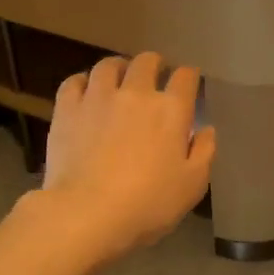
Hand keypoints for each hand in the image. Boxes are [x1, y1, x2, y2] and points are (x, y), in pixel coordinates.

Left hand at [38, 52, 215, 260]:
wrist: (87, 213)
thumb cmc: (148, 203)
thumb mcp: (192, 185)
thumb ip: (204, 152)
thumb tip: (206, 129)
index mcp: (171, 110)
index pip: (185, 77)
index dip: (189, 76)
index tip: (188, 83)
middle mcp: (136, 93)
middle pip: (147, 61)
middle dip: (154, 64)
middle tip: (154, 76)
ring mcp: (98, 98)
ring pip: (108, 65)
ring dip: (118, 67)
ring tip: (118, 78)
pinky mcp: (67, 109)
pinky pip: (73, 82)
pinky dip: (82, 82)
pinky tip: (85, 91)